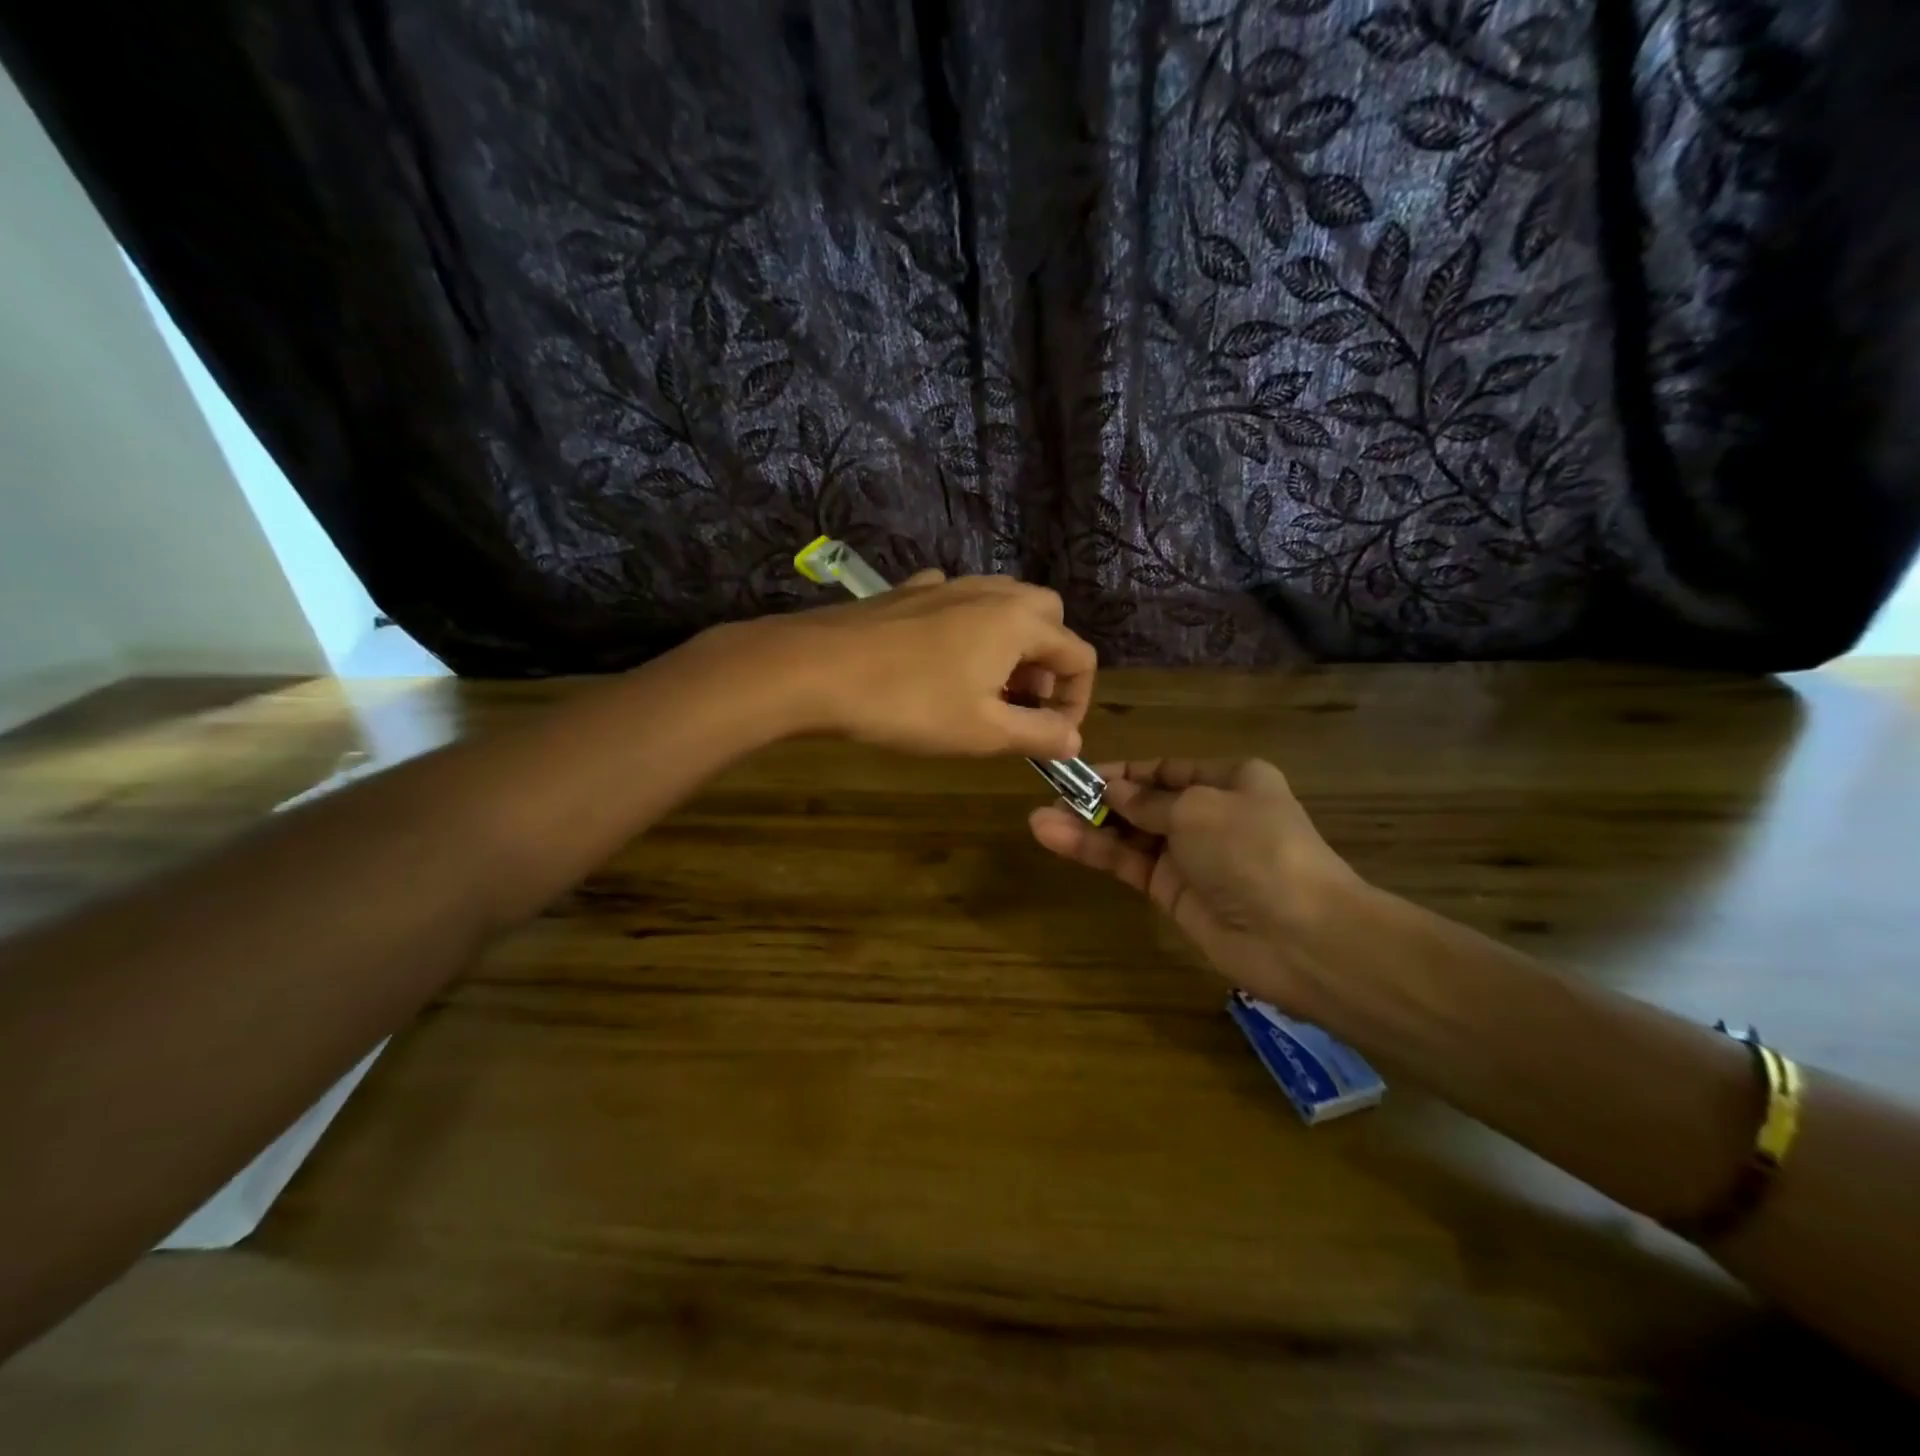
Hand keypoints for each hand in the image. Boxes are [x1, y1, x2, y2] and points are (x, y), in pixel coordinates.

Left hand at [750, 571, 1097, 757]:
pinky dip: (967, 629)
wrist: (814, 669)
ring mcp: (946, 585)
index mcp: (1019, 621)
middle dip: (1048, 662)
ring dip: (1010, 645)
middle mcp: (991, 591)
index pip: (1079, 655)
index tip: (1050, 736)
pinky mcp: (908, 592)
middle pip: (1047, 617)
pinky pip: (957, 602)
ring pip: (1002, 605)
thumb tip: (1074, 739)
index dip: (1076, 701)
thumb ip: (1038, 734)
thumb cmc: (909, 704)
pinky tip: (940, 660)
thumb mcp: (983, 732)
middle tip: (1021, 703)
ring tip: (984, 688)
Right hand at [1029, 759, 1365, 1015]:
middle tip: (1050, 798)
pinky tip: (1058, 840)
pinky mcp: (1174, 894)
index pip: (1165, 770)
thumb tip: (1113, 790)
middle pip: (1143, 802)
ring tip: (1039, 821)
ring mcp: (1190, 857)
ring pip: (1129, 835)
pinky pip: (1129, 865)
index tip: (1078, 774)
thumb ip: (1147, 801)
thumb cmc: (1253, 849)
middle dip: (1098, 799)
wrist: (1300, 935)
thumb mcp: (1197, 808)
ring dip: (1087, 826)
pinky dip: (1096, 852)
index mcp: (1229, 780)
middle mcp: (1209, 814)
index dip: (1122, 771)